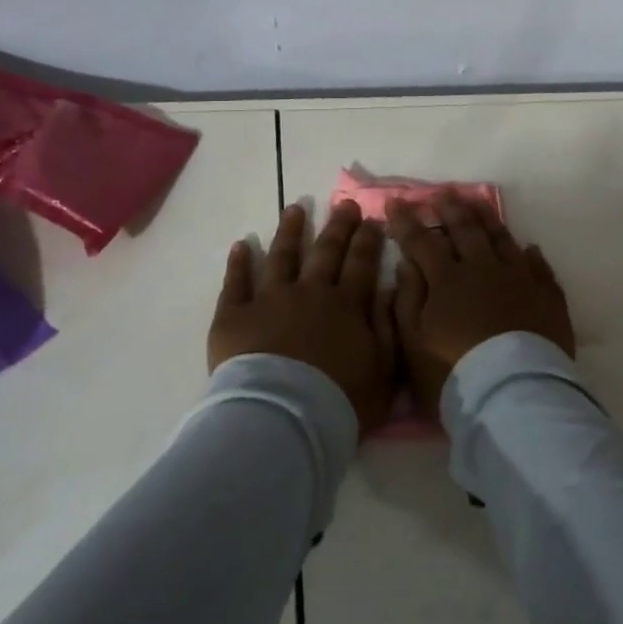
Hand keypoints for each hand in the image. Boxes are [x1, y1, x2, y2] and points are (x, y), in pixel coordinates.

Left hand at [209, 202, 396, 434]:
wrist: (283, 419)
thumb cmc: (340, 402)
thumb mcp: (384, 371)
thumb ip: (387, 327)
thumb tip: (387, 289)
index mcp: (346, 305)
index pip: (361, 263)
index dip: (368, 240)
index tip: (372, 219)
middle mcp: (310, 291)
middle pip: (326, 251)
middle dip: (338, 226)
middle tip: (345, 204)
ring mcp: (270, 299)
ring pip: (282, 255)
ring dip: (289, 231)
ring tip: (294, 209)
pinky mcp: (235, 315)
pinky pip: (236, 282)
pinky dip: (238, 263)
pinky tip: (241, 245)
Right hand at [389, 196, 573, 419]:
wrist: (515, 398)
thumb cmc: (454, 375)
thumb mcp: (414, 344)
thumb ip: (408, 299)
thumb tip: (407, 263)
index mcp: (447, 280)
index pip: (422, 241)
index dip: (407, 221)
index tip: (395, 201)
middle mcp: (483, 269)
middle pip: (465, 230)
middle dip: (449, 208)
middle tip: (442, 192)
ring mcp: (519, 279)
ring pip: (501, 239)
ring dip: (487, 219)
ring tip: (478, 202)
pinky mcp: (547, 297)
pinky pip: (539, 267)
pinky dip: (531, 255)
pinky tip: (529, 248)